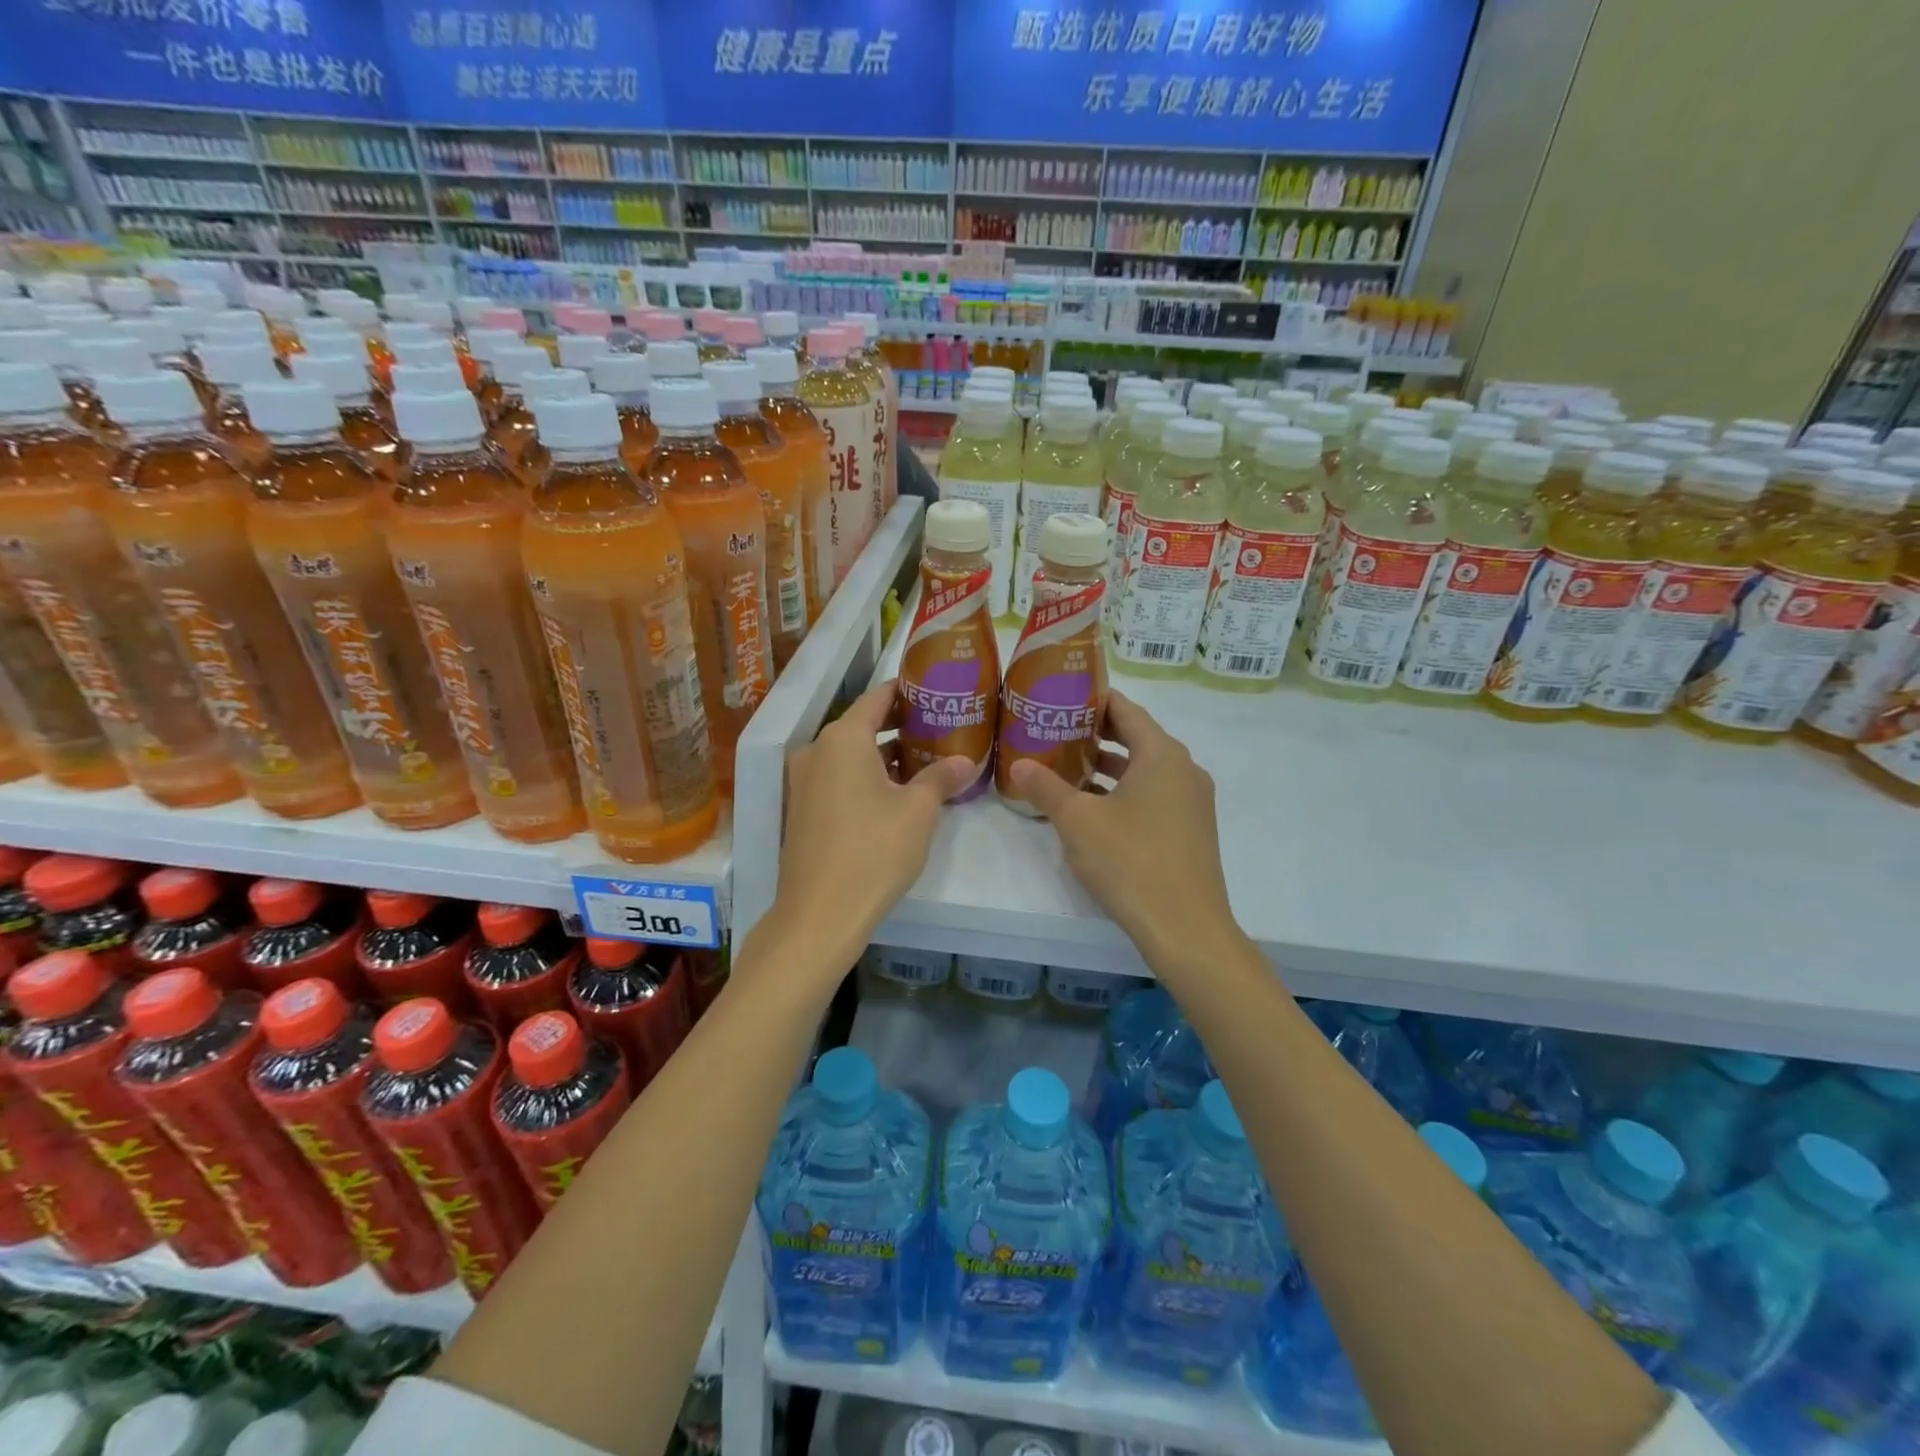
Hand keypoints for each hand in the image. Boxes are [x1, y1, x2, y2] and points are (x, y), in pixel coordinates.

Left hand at [772, 680, 972, 965]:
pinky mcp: (802, 810)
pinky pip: (838, 779)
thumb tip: (965, 761)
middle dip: (901, 726)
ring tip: (926, 761)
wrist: (820, 914)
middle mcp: (816, 751)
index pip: (878, 698)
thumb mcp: (918, 811)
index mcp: (842, 739)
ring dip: (885, 756)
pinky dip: (866, 778)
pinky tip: (897, 794)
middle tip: (940, 728)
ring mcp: (804, 782)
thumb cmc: (874, 850)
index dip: (907, 691)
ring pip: (851, 756)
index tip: (935, 689)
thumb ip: (941, 777)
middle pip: (863, 726)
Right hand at [1008, 692, 1231, 963]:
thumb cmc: (1130, 861)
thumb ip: (1046, 787)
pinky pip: (1155, 795)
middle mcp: (1184, 769)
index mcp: (1162, 754)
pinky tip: (1093, 808)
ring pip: (1146, 770)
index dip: (1094, 699)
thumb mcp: (1077, 821)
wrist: (1185, 928)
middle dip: (1096, 734)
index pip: (1126, 710)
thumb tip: (1018, 764)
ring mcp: (1192, 801)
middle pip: (1137, 737)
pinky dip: (1125, 792)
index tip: (1062, 696)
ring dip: (1109, 766)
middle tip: (1056, 730)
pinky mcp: (1191, 830)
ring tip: (1067, 767)